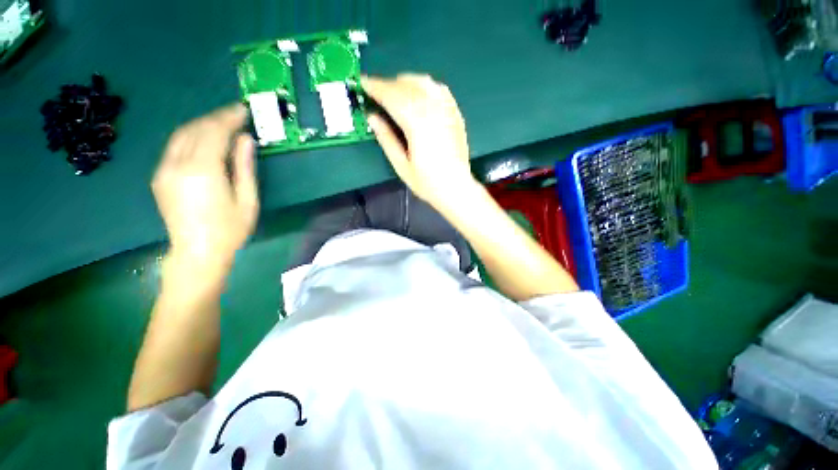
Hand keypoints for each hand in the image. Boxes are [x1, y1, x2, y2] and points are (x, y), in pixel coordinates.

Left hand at [152, 104, 258, 275]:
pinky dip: (191, 136)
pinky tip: (204, 139)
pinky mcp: (160, 176)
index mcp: (203, 171)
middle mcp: (178, 164)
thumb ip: (244, 167)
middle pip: (196, 129)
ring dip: (203, 124)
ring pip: (182, 134)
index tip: (243, 110)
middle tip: (236, 114)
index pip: (215, 132)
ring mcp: (164, 169)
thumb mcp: (247, 200)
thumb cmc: (230, 229)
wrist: (197, 252)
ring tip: (222, 123)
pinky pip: (174, 146)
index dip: (229, 118)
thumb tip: (246, 140)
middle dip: (217, 117)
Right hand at [362, 74, 478, 209]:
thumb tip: (372, 117)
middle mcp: (433, 110)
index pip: (392, 96)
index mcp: (417, 124)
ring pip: (424, 83)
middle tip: (376, 92)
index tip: (363, 83)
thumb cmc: (427, 182)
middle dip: (388, 84)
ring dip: (405, 82)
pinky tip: (418, 95)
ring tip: (395, 93)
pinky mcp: (455, 114)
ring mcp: (447, 110)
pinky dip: (424, 86)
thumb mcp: (401, 165)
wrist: (456, 188)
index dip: (376, 87)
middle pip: (407, 85)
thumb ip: (386, 139)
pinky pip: (439, 89)